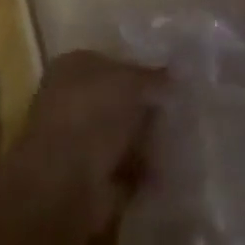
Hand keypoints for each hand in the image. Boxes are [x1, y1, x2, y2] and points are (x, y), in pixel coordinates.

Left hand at [0, 49, 163, 234]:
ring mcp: (77, 140)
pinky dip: (142, 171)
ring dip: (146, 141)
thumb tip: (174, 76)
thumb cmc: (93, 114)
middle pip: (118, 100)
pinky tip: (166, 170)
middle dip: (146, 109)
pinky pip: (124, 167)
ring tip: (178, 142)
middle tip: (180, 113)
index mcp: (73, 66)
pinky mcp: (87, 177)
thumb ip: (154, 77)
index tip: (172, 84)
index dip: (141, 72)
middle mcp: (70, 98)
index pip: (112, 63)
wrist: (65, 181)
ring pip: (121, 134)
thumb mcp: (131, 82)